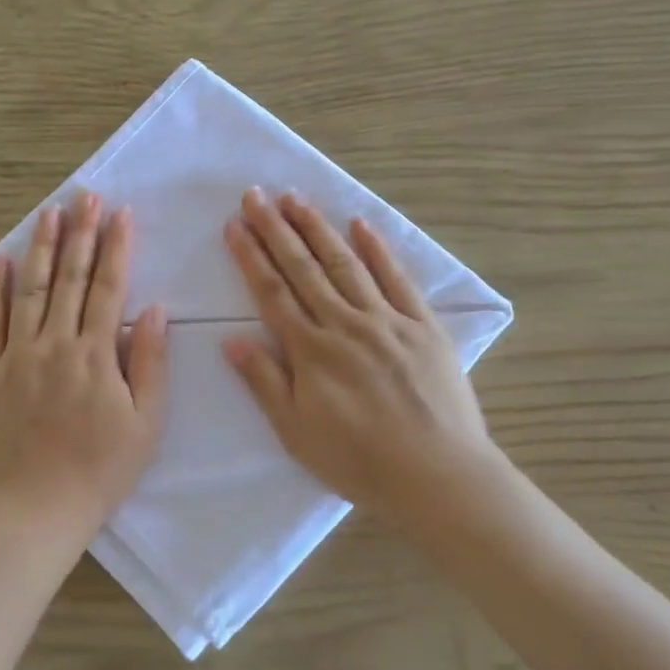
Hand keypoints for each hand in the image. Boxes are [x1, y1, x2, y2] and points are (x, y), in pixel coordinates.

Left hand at [0, 191, 168, 539]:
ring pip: (28, 289)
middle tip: (85, 196)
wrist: (34, 510)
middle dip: (80, 233)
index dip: (117, 246)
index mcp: (96, 354)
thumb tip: (153, 310)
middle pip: (69, 277)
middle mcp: (55, 344)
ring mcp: (16, 356)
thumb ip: (150, 363)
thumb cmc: (100, 471)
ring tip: (49, 212)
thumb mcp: (146, 424)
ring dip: (39, 247)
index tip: (122, 213)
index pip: (108, 287)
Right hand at [223, 188, 498, 529]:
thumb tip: (232, 340)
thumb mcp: (296, 432)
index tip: (234, 225)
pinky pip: (397, 279)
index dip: (251, 256)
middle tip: (256, 195)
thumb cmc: (359, 461)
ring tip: (296, 199)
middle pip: (303, 268)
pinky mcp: (423, 326)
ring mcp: (386, 320)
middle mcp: (344, 324)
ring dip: (318, 229)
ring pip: (345, 264)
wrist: (437, 475)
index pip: (272, 292)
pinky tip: (361, 224)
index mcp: (311, 350)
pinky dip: (378, 250)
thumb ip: (265, 382)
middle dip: (276, 229)